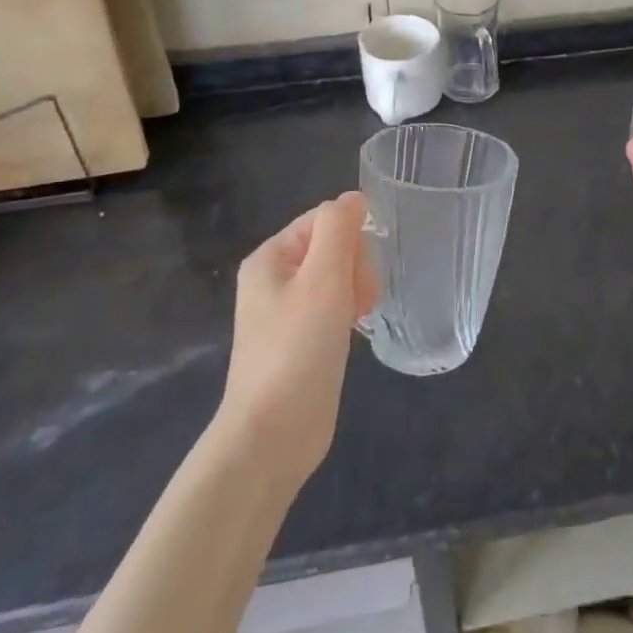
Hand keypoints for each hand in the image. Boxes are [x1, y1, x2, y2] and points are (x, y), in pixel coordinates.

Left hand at [222, 192, 377, 481]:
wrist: (273, 433)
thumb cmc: (297, 348)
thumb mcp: (322, 279)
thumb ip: (339, 229)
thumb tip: (354, 198)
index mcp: (270, 258)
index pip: (324, 220)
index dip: (352, 238)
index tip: (362, 272)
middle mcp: (273, 280)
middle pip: (331, 247)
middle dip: (355, 267)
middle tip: (359, 301)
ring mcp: (285, 313)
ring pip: (336, 279)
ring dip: (355, 290)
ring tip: (358, 319)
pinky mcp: (300, 342)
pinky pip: (333, 308)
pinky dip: (348, 313)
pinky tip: (354, 333)